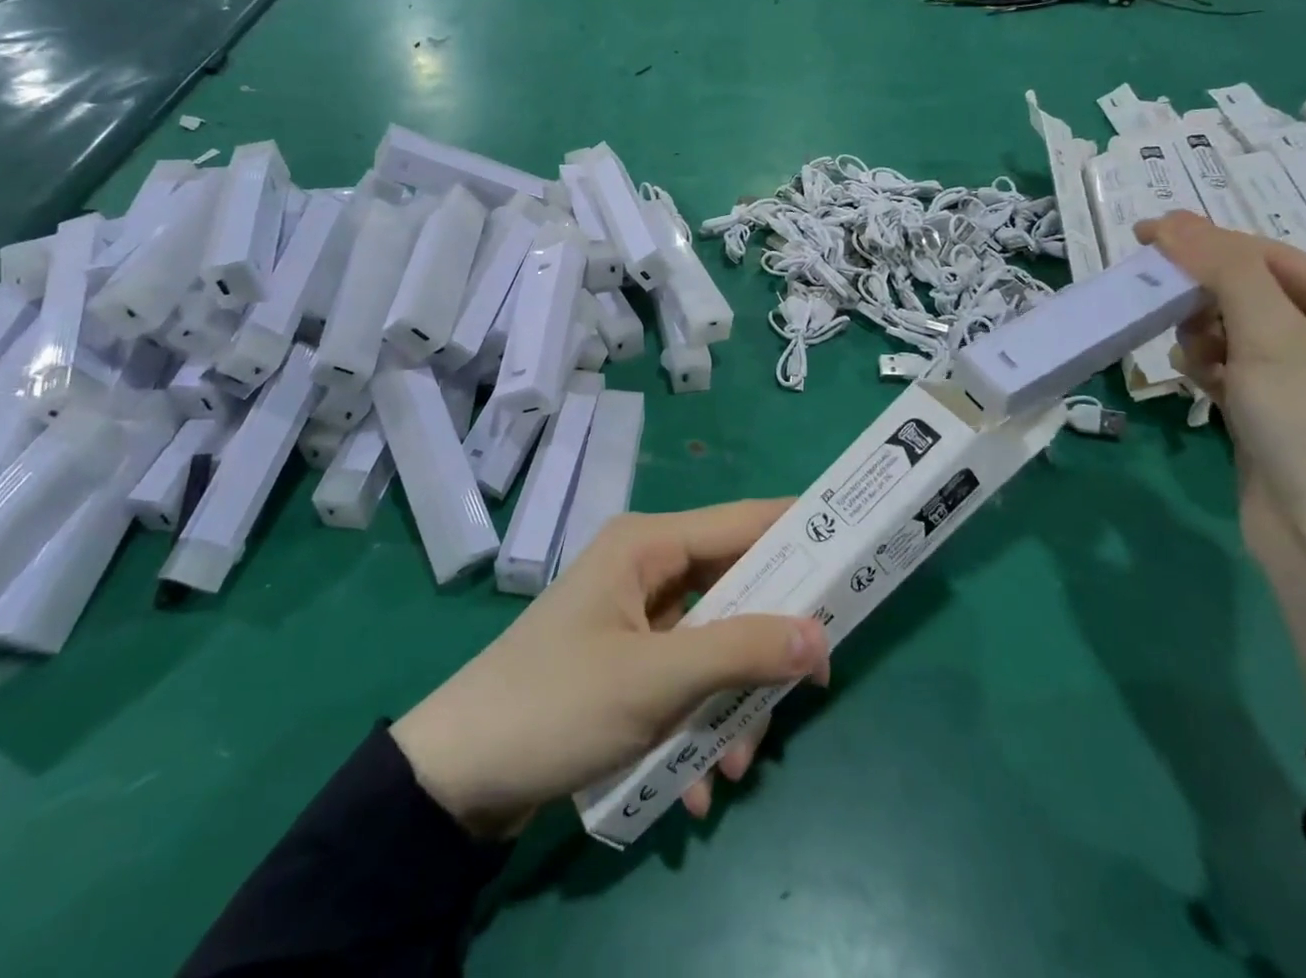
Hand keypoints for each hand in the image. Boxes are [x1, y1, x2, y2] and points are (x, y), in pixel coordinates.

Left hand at [392, 502, 830, 839]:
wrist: (456, 776)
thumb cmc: (556, 705)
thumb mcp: (655, 681)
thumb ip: (739, 652)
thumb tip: (818, 635)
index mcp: (647, 544)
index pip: (740, 521)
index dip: (797, 533)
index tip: (850, 556)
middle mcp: (644, 568)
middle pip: (732, 590)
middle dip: (763, 650)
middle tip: (806, 691)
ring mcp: (633, 618)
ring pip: (711, 645)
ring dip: (729, 705)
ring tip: (728, 770)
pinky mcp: (623, 663)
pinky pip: (681, 680)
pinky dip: (695, 725)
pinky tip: (690, 785)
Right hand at [1136, 211, 1305, 568]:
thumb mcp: (1272, 341)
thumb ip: (1223, 273)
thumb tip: (1173, 220)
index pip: (1278, 261)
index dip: (1209, 245)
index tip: (1144, 234)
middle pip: (1257, 294)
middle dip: (1206, 300)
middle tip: (1157, 300)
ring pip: (1239, 331)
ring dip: (1205, 336)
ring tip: (1194, 359)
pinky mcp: (1284, 412)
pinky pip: (1237, 367)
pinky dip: (1212, 368)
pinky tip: (1201, 383)